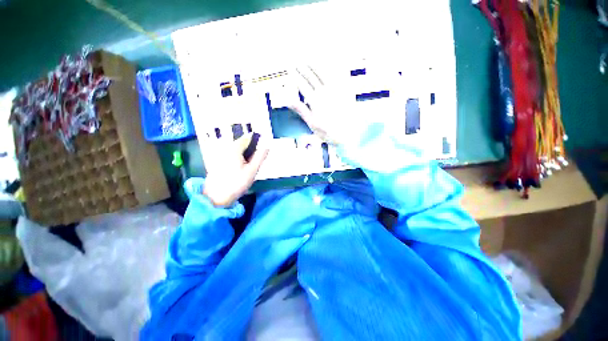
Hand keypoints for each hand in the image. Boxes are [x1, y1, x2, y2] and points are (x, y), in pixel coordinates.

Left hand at [201, 133, 268, 206]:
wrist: (216, 197)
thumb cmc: (236, 183)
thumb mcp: (252, 170)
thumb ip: (260, 157)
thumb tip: (267, 146)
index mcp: (234, 149)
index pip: (247, 138)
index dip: (256, 142)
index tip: (261, 150)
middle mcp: (225, 149)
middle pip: (241, 145)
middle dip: (249, 151)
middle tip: (253, 164)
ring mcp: (219, 155)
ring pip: (236, 151)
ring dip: (243, 156)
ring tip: (246, 169)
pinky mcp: (216, 162)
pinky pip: (230, 156)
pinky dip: (236, 160)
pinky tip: (238, 171)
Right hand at [288, 66, 353, 145]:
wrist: (348, 134)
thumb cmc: (328, 131)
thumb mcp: (312, 123)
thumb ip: (301, 110)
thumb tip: (288, 100)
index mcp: (315, 101)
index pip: (303, 85)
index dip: (296, 76)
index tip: (290, 69)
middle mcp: (325, 92)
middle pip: (312, 76)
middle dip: (303, 67)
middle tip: (297, 60)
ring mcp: (336, 90)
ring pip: (324, 72)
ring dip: (316, 64)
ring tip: (309, 57)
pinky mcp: (346, 90)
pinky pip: (339, 75)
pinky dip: (332, 67)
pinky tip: (329, 62)